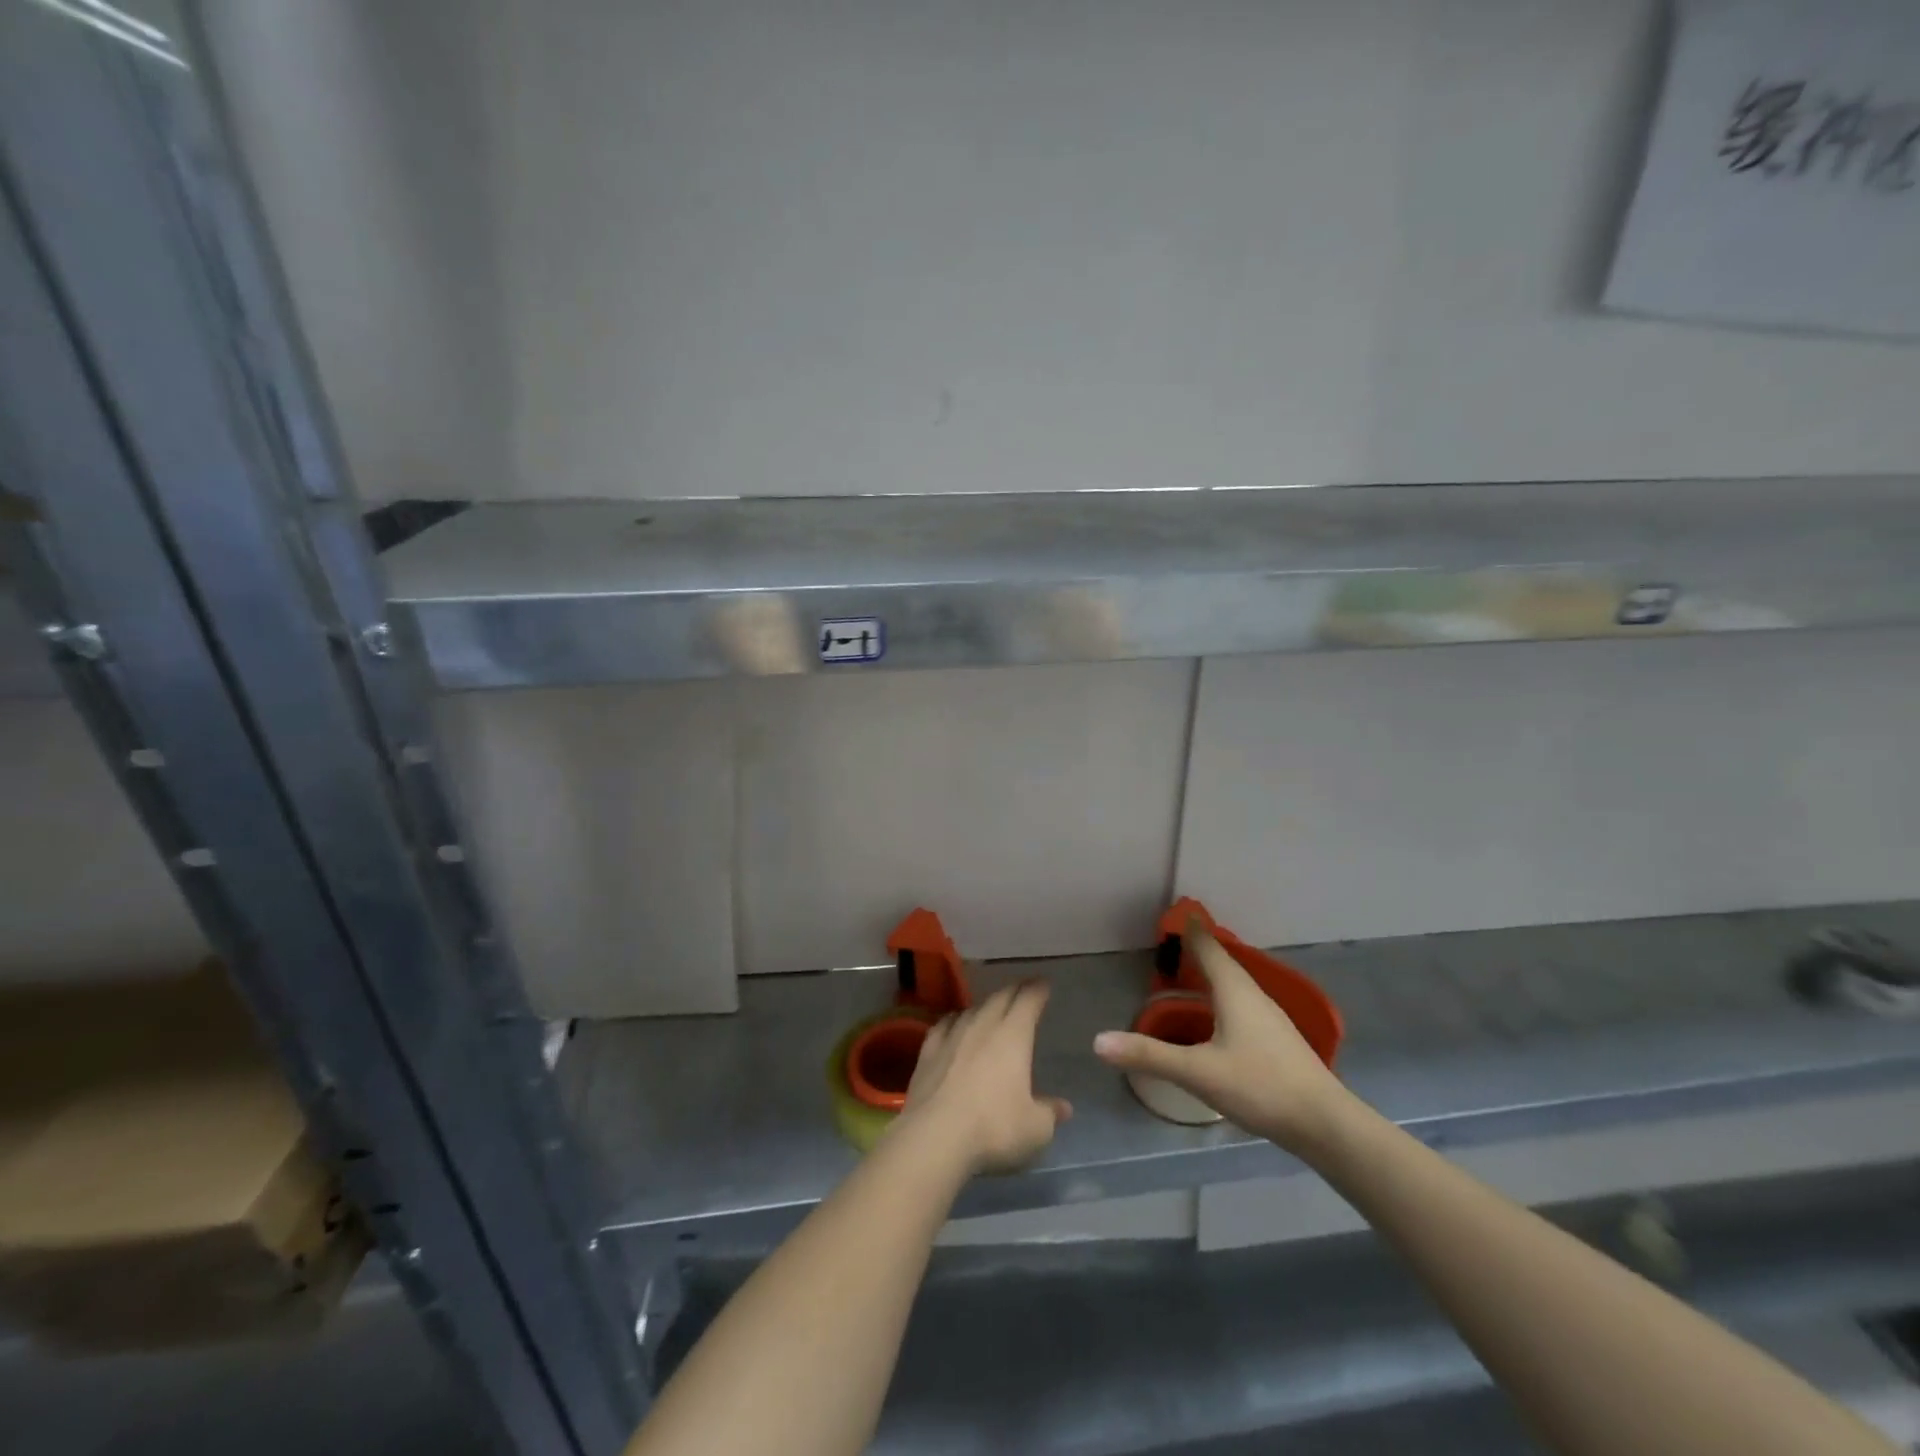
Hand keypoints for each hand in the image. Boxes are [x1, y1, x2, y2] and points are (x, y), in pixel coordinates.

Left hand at [895, 981, 1071, 1176]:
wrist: (935, 1137)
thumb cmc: (993, 1128)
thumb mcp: (1035, 1129)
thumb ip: (1049, 1113)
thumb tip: (1063, 1108)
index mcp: (1013, 1035)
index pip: (1028, 1000)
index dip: (1038, 990)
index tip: (1044, 984)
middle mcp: (983, 1025)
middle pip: (1000, 998)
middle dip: (1014, 991)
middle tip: (1023, 990)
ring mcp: (952, 1035)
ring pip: (972, 1009)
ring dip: (985, 1006)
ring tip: (991, 1009)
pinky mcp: (928, 1051)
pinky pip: (944, 1025)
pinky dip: (954, 1021)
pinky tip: (954, 1024)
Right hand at [1092, 920, 1351, 1154]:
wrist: (1325, 1124)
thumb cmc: (1260, 1086)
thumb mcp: (1197, 1072)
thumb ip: (1148, 1055)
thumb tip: (1098, 1041)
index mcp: (1234, 991)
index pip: (1207, 947)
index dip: (1189, 929)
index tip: (1174, 912)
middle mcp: (1252, 995)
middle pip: (1222, 962)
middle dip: (1198, 948)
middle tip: (1173, 940)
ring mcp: (1269, 1017)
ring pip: (1234, 983)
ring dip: (1212, 972)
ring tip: (1189, 971)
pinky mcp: (1276, 1039)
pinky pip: (1242, 1002)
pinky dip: (1223, 994)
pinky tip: (1217, 1014)